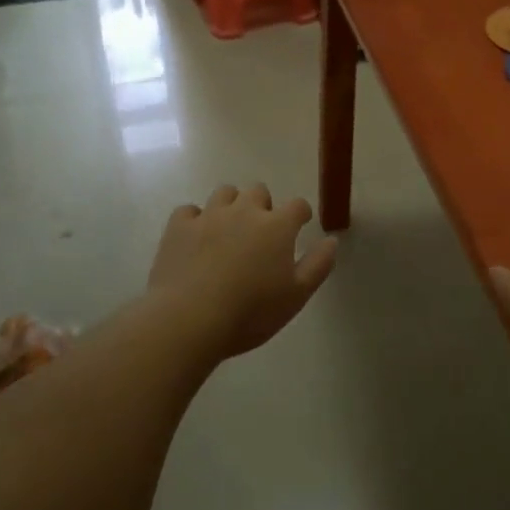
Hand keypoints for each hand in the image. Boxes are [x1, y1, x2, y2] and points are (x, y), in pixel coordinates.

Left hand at [145, 184, 337, 361]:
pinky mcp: (178, 226)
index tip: (300, 225)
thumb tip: (331, 240)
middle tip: (261, 232)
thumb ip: (318, 265)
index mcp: (277, 226)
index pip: (297, 206)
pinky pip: (189, 210)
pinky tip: (196, 237)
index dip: (301, 214)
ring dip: (231, 205)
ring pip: (224, 193)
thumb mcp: (296, 296)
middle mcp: (244, 211)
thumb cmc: (251, 312)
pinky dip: (195, 219)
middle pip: (258, 191)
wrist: (190, 318)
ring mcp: (209, 215)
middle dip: (263, 206)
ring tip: (229, 230)